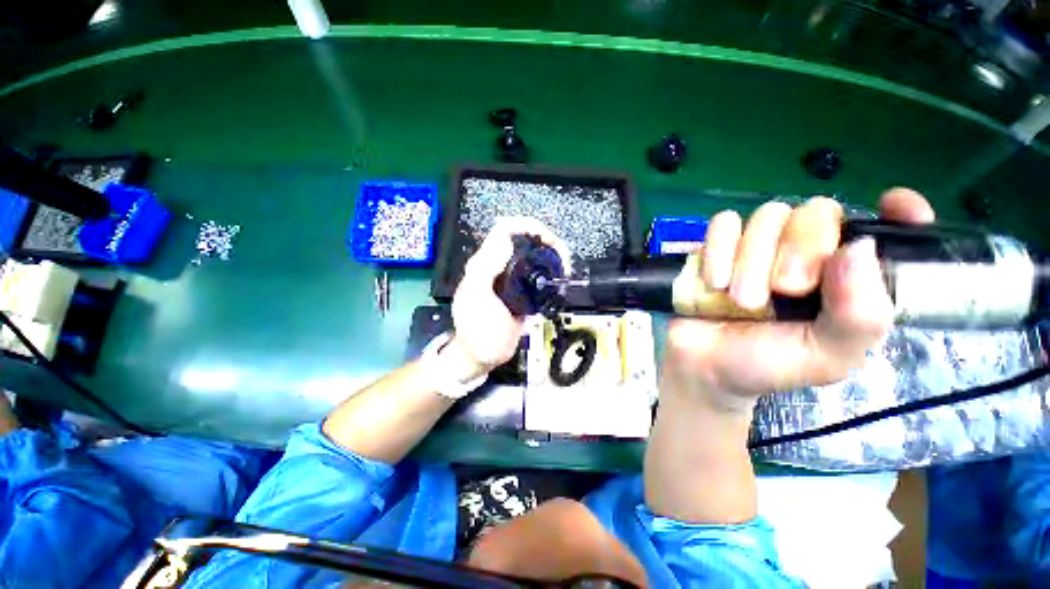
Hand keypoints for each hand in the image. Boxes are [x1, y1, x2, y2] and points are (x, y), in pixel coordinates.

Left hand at [451, 218, 570, 377]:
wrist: (483, 356)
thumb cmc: (477, 331)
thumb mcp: (477, 299)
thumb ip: (485, 270)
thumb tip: (506, 241)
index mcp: (484, 264)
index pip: (504, 230)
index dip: (526, 226)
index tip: (546, 238)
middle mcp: (497, 267)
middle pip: (522, 240)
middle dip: (545, 240)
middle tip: (562, 255)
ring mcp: (511, 280)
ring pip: (532, 256)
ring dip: (551, 254)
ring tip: (564, 266)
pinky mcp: (521, 292)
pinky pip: (537, 274)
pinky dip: (551, 271)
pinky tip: (559, 278)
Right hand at [664, 188, 934, 408]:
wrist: (702, 365)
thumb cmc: (767, 364)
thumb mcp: (826, 356)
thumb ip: (859, 315)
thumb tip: (858, 247)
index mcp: (846, 278)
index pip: (885, 229)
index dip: (899, 211)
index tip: (896, 206)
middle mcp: (804, 252)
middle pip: (816, 211)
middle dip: (800, 250)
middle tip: (784, 290)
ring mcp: (757, 245)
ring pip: (767, 215)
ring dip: (751, 260)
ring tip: (741, 301)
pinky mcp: (717, 246)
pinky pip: (722, 223)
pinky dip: (718, 250)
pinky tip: (714, 282)